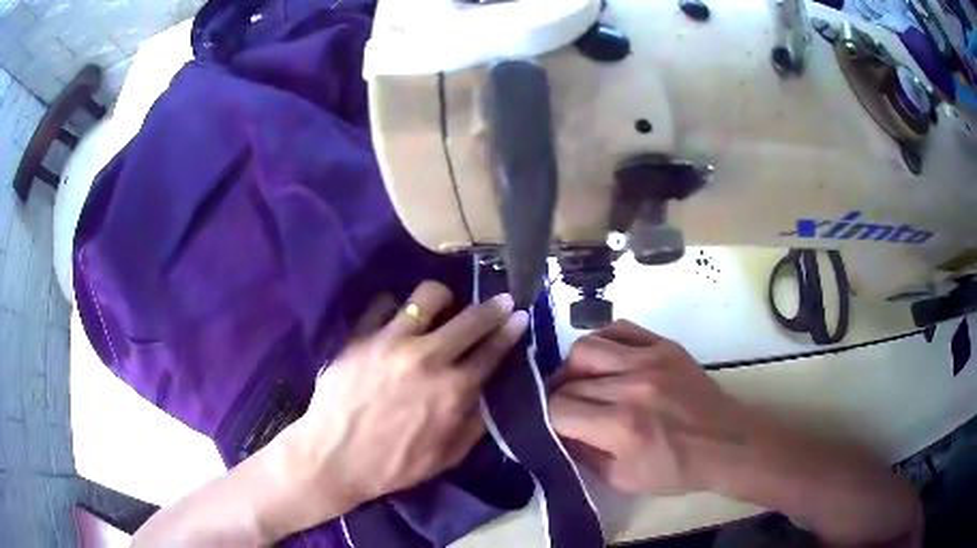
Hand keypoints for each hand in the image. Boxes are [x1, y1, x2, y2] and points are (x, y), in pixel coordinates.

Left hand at [263, 281, 527, 536]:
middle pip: (471, 317)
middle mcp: (427, 358)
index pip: (492, 350)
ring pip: (428, 296)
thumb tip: (489, 392)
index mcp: (453, 390)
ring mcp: (391, 342)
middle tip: (501, 300)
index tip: (520, 315)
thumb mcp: (447, 456)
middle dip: (494, 306)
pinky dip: (393, 308)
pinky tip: (394, 319)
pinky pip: (382, 304)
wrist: (334, 458)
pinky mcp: (361, 337)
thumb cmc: (393, 465)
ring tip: (441, 308)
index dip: (511, 330)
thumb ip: (475, 422)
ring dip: (443, 299)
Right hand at [548, 320, 750, 495]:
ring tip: (585, 383)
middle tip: (569, 411)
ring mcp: (650, 359)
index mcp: (621, 426)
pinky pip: (618, 329)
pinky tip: (607, 362)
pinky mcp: (665, 345)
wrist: (726, 443)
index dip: (549, 419)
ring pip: (586, 347)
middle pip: (569, 381)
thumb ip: (582, 456)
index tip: (555, 426)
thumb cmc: (677, 469)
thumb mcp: (622, 480)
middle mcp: (631, 386)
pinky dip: (603, 344)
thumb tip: (557, 432)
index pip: (558, 409)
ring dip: (575, 368)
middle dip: (561, 398)